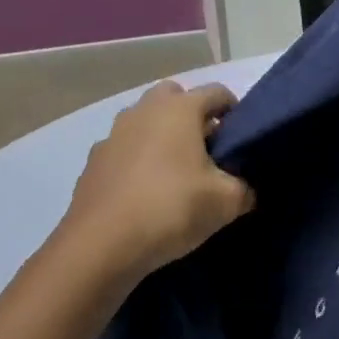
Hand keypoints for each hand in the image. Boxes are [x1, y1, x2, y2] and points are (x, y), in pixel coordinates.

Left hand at [59, 81, 255, 281]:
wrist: (102, 245)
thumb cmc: (172, 209)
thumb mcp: (227, 202)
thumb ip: (244, 187)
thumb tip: (244, 188)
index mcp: (179, 109)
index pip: (217, 92)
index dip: (235, 112)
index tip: (241, 140)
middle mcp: (143, 111)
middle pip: (175, 98)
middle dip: (193, 116)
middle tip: (208, 151)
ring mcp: (113, 135)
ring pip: (145, 123)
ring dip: (163, 137)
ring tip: (177, 173)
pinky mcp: (93, 162)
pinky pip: (125, 150)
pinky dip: (139, 161)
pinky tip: (147, 192)